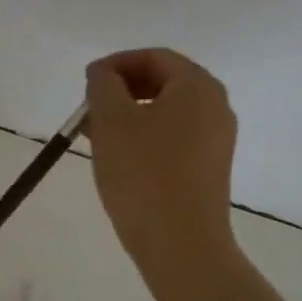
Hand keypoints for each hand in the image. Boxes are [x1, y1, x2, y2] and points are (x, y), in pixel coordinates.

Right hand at [84, 48, 239, 274]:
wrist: (180, 243)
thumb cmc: (143, 174)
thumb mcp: (111, 120)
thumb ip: (103, 86)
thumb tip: (103, 75)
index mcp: (197, 86)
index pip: (153, 57)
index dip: (114, 64)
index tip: (85, 83)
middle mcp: (215, 106)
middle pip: (163, 82)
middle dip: (121, 90)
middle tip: (88, 110)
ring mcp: (216, 140)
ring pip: (166, 112)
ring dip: (128, 115)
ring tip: (95, 136)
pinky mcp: (209, 168)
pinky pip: (173, 138)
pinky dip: (144, 137)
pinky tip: (118, 158)